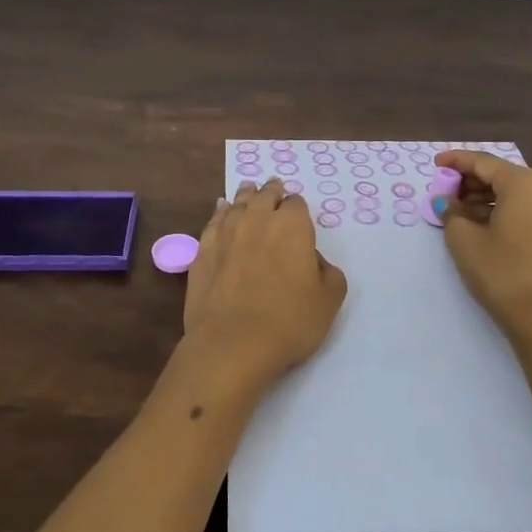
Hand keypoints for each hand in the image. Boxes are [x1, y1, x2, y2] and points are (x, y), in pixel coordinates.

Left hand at [183, 177, 347, 391]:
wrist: (233, 342)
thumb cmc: (289, 321)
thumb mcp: (329, 300)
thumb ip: (328, 272)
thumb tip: (312, 260)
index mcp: (292, 226)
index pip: (296, 204)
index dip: (298, 209)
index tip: (297, 214)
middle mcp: (258, 219)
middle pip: (265, 196)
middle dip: (272, 192)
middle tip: (274, 189)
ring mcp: (225, 233)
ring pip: (237, 203)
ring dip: (246, 196)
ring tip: (249, 190)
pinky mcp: (202, 251)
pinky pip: (213, 221)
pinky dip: (220, 212)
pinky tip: (221, 210)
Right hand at [434, 150, 531, 341]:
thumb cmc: (502, 272)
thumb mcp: (464, 240)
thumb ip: (451, 213)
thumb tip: (447, 202)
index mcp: (524, 182)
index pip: (483, 162)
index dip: (456, 161)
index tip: (435, 163)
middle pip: (501, 175)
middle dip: (470, 181)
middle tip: (444, 191)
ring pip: (514, 194)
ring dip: (485, 198)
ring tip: (458, 211)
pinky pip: (526, 210)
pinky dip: (502, 211)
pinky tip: (482, 225)